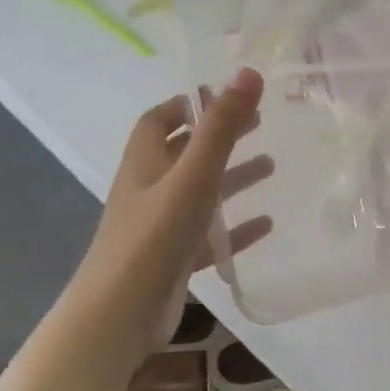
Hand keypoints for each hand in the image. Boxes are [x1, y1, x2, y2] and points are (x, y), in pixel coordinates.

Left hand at [0, 69, 272, 390]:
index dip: (187, 104)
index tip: (222, 95)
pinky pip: (210, 234)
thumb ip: (221, 127)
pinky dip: (235, 226)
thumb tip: (249, 73)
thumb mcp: (192, 177)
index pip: (159, 120)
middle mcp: (150, 189)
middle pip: (186, 152)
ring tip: (271, 167)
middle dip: (220, 136)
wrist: (118, 318)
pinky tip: (266, 225)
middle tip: (259, 123)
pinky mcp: (175, 259)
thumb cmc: (153, 238)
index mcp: (145, 163)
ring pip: (201, 192)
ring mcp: (161, 226)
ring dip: (232, 177)